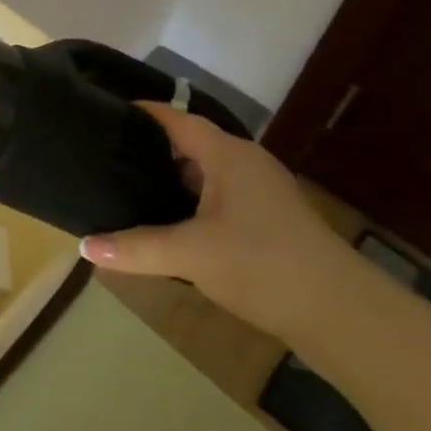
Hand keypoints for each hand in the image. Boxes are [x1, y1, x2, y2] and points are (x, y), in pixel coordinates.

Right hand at [80, 104, 360, 340]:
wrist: (346, 317)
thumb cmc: (263, 265)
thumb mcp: (190, 254)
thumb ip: (135, 247)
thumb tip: (84, 245)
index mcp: (226, 154)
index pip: (174, 118)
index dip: (139, 113)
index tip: (102, 115)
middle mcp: (245, 163)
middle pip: (188, 144)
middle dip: (149, 149)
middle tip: (106, 157)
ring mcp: (262, 192)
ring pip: (205, 173)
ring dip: (171, 179)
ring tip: (128, 188)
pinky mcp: (271, 220)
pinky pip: (219, 196)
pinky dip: (191, 201)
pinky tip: (171, 224)